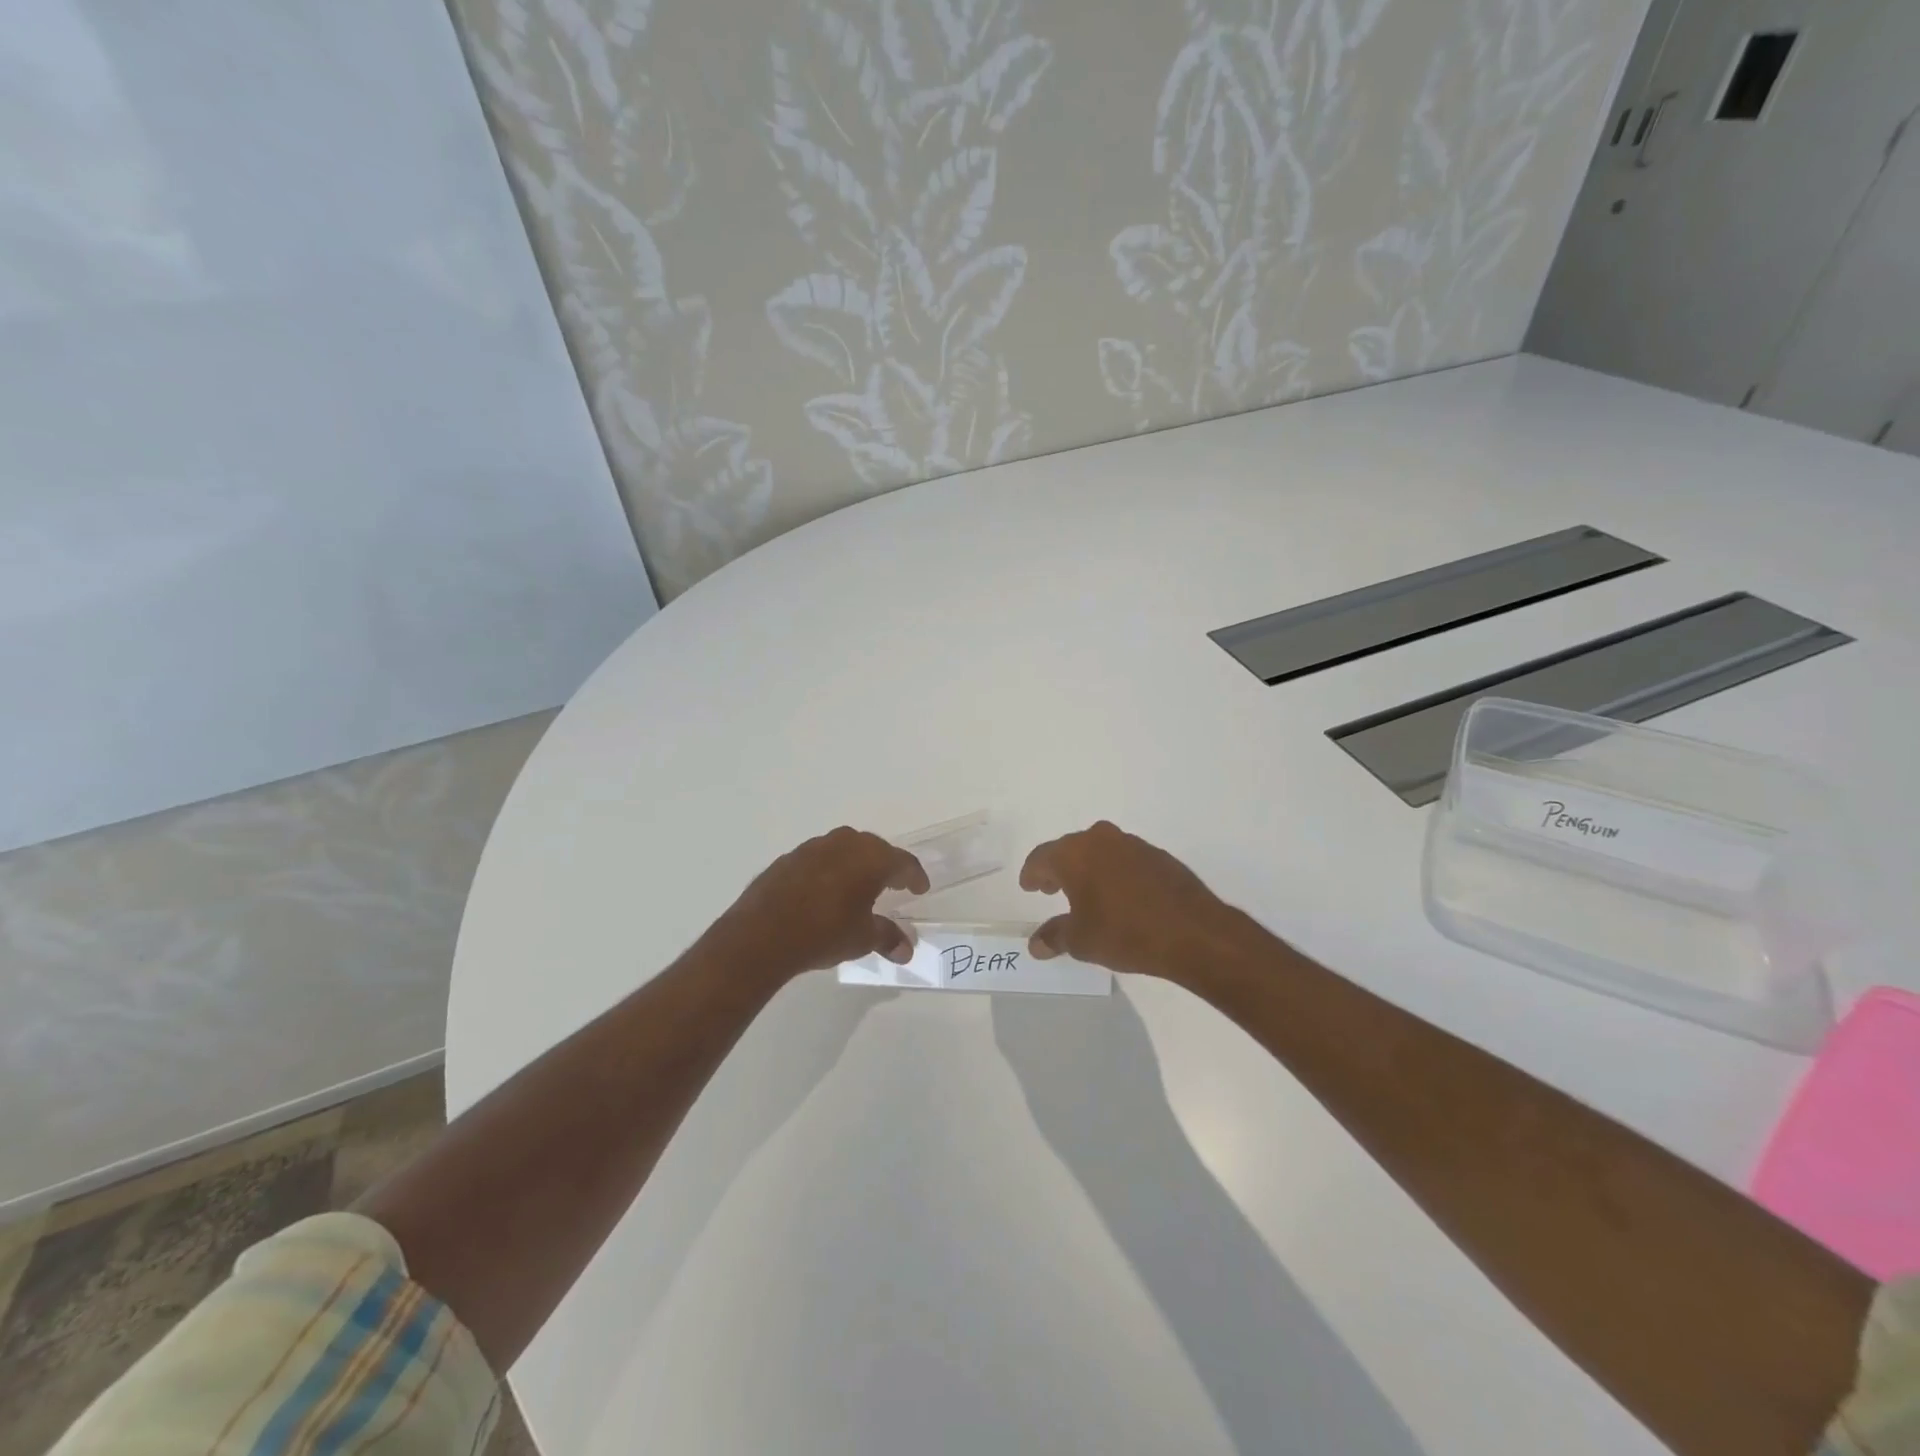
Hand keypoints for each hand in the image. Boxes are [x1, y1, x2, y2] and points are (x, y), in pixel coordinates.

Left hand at [709, 827, 929, 981]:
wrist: (762, 934)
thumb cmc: (824, 932)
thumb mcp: (862, 939)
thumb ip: (887, 938)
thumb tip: (906, 950)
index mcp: (871, 858)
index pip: (903, 862)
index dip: (914, 876)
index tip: (920, 888)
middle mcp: (845, 844)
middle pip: (875, 849)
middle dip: (886, 866)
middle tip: (893, 884)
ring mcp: (814, 847)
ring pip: (845, 849)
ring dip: (855, 865)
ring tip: (858, 886)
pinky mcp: (789, 858)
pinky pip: (819, 859)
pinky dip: (829, 871)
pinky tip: (825, 891)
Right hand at [1020, 821, 1240, 980]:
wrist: (1192, 931)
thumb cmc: (1124, 933)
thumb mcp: (1081, 941)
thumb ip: (1055, 937)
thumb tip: (1036, 944)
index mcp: (1074, 854)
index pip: (1041, 858)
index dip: (1032, 874)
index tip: (1028, 886)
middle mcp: (1100, 839)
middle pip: (1070, 849)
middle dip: (1058, 868)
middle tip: (1051, 888)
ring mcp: (1132, 844)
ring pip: (1099, 851)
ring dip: (1088, 868)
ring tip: (1086, 893)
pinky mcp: (1158, 856)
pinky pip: (1124, 859)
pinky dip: (1115, 873)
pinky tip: (1120, 896)